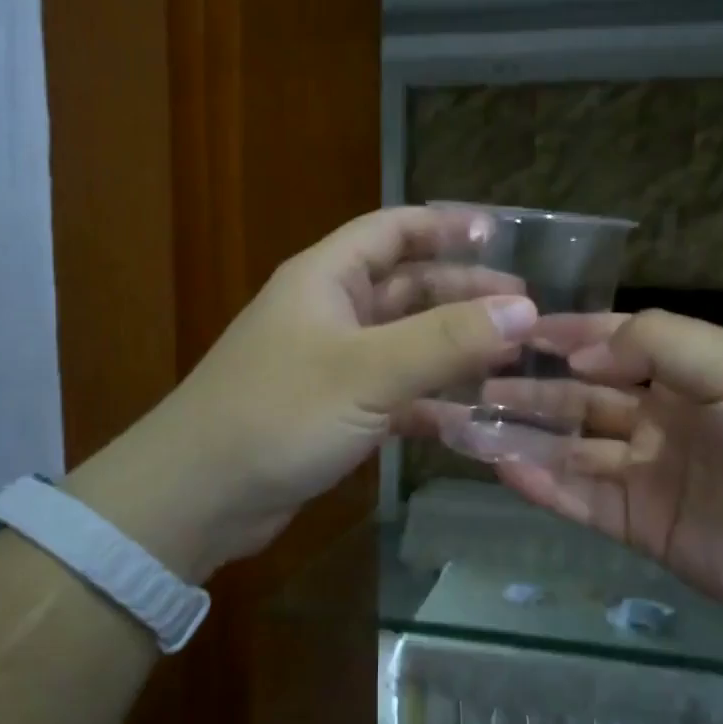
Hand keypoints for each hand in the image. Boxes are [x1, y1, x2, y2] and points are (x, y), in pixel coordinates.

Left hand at [68, 207, 533, 582]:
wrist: (198, 497)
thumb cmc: (279, 413)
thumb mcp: (369, 370)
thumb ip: (447, 339)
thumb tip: (524, 309)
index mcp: (327, 279)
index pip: (392, 231)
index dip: (445, 226)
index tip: (501, 237)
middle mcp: (329, 314)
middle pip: (407, 289)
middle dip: (463, 294)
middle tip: (524, 310)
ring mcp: (331, 367)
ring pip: (405, 345)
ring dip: (453, 351)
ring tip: (511, 361)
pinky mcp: (334, 414)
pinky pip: (395, 396)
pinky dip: (431, 403)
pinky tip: (470, 418)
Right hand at [494, 311, 722, 644]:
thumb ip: (662, 346)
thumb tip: (582, 347)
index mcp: (695, 373)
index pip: (618, 343)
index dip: (569, 334)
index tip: (512, 329)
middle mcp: (666, 419)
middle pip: (584, 397)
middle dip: (532, 386)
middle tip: (471, 378)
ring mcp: (651, 476)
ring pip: (573, 449)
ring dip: (524, 435)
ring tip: (467, 421)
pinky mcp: (643, 529)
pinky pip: (582, 500)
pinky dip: (542, 484)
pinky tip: (500, 467)